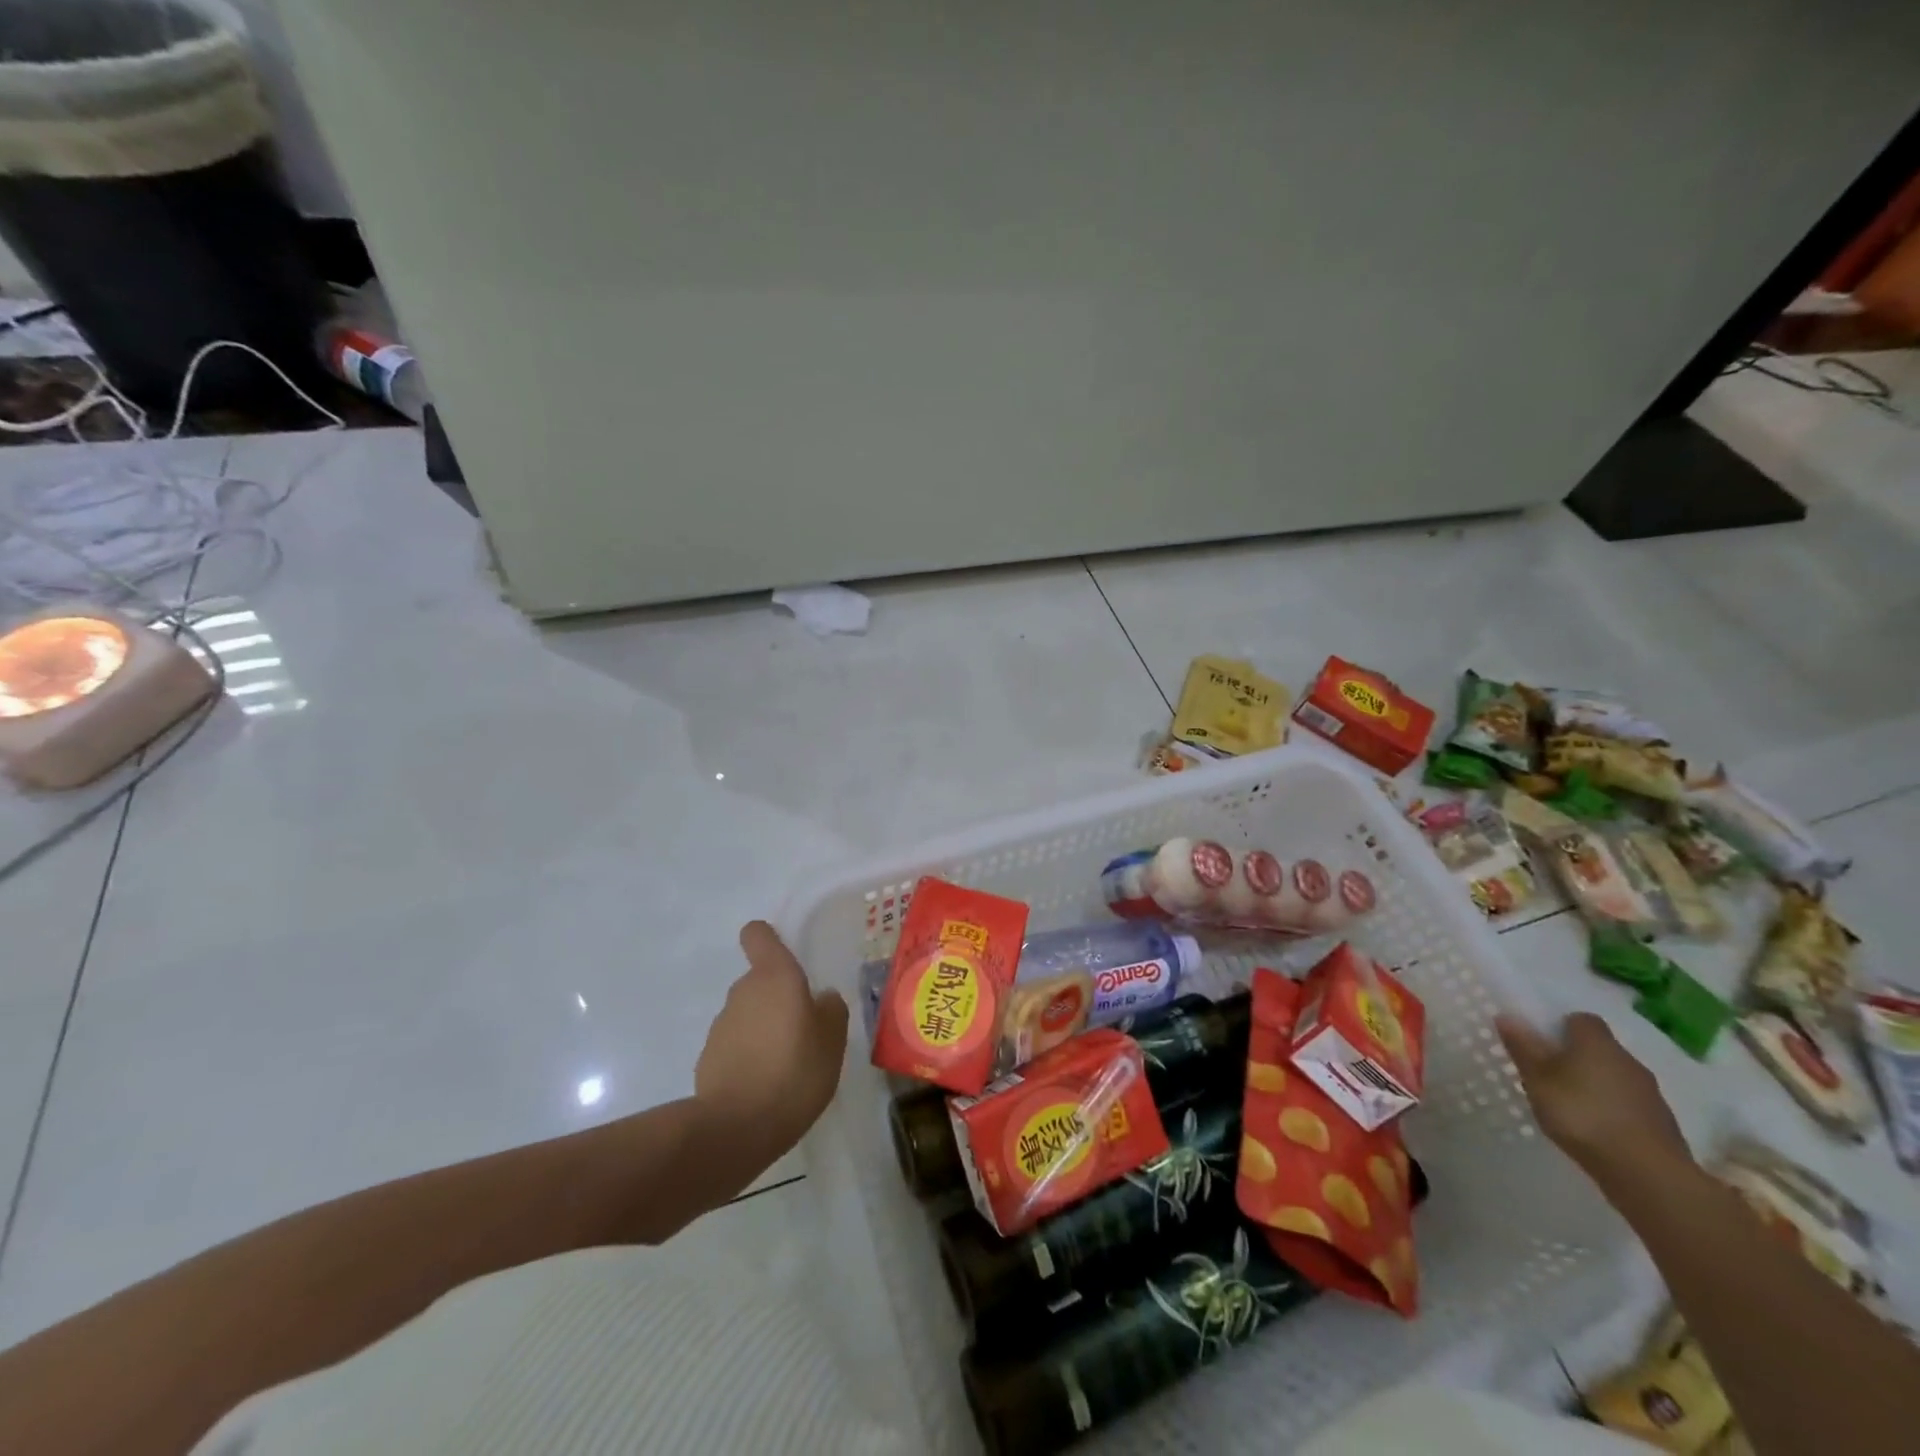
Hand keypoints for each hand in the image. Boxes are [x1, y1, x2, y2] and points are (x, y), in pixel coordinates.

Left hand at [695, 922, 849, 1164]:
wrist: (736, 1129)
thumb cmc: (795, 1072)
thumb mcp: (833, 1040)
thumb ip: (831, 1010)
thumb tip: (821, 998)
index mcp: (775, 977)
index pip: (758, 935)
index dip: (768, 940)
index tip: (784, 958)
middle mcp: (743, 991)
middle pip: (759, 981)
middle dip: (778, 1000)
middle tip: (804, 1032)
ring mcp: (721, 1026)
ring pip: (748, 1015)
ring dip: (764, 1030)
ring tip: (787, 1066)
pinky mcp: (707, 1059)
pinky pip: (736, 1046)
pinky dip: (749, 1057)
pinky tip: (765, 1087)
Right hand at [1496, 1011, 1692, 1188]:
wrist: (1648, 1174)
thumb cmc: (1582, 1114)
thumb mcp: (1538, 1079)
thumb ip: (1523, 1047)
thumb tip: (1507, 1015)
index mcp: (1597, 1042)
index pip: (1580, 1019)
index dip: (1560, 1026)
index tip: (1541, 1042)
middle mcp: (1628, 1060)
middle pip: (1599, 1048)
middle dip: (1576, 1056)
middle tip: (1548, 1074)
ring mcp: (1650, 1093)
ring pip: (1614, 1077)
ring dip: (1595, 1084)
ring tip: (1570, 1105)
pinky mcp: (1662, 1124)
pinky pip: (1628, 1104)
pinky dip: (1612, 1109)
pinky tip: (1596, 1129)